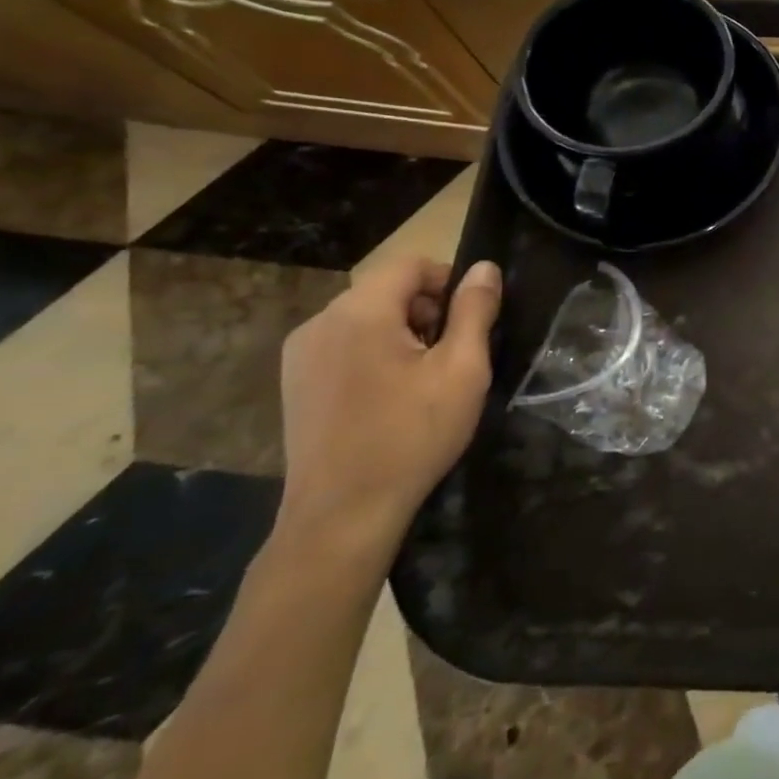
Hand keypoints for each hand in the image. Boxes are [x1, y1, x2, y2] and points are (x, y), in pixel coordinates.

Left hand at [277, 256, 502, 559]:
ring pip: (364, 318)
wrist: (342, 513)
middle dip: (427, 310)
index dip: (448, 280)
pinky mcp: (295, 383)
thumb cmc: (412, 435)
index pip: (410, 264)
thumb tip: (484, 269)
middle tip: (453, 354)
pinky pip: (344, 345)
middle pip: (385, 289)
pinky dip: (374, 353)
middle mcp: (320, 322)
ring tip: (424, 379)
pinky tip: (390, 396)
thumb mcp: (462, 370)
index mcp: (359, 313)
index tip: (471, 319)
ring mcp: (300, 355)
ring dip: (402, 332)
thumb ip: (475, 312)